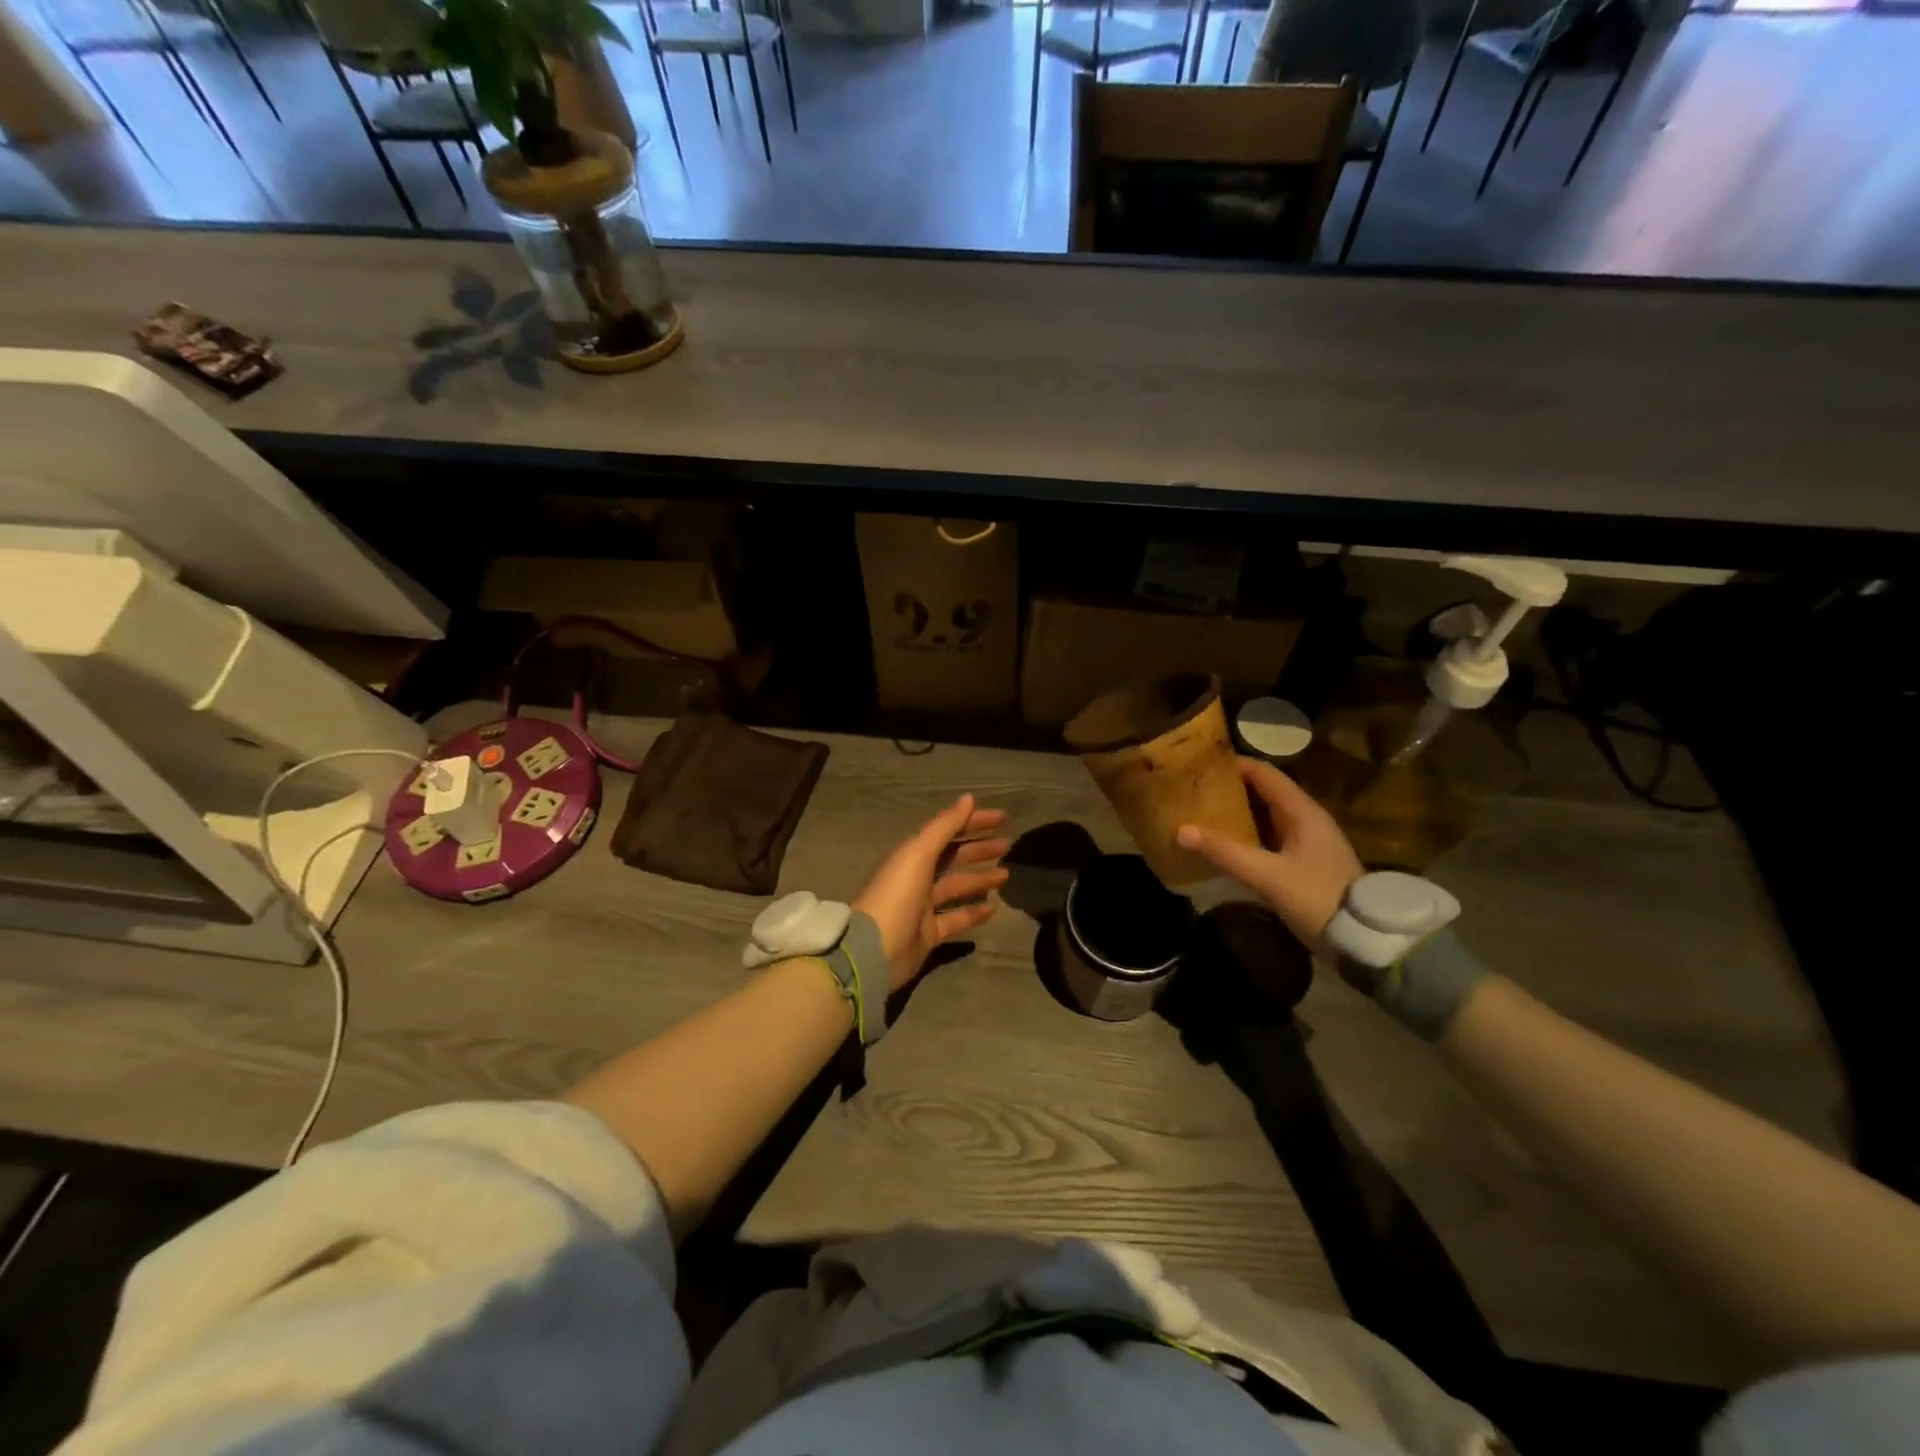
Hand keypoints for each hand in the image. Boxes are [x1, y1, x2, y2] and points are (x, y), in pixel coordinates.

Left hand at [853, 794, 1009, 992]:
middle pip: (953, 857)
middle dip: (979, 849)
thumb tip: (968, 798)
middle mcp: (917, 877)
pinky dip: (973, 913)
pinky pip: (956, 919)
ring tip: (1006, 875)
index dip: (973, 822)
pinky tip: (994, 909)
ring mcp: (923, 906)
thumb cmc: (897, 895)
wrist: (874, 950)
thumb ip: (944, 826)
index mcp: (912, 855)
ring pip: (956, 887)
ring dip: (980, 879)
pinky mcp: (929, 933)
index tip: (1002, 818)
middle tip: (1007, 845)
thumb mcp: (919, 854)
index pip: (947, 831)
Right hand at [1176, 758, 1363, 955]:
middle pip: (1263, 791)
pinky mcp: (1304, 862)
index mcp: (1302, 811)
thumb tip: (1180, 830)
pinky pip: (1269, 836)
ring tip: (1201, 812)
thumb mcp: (1267, 875)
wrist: (1364, 939)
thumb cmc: (1318, 898)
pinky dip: (1246, 834)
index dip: (1233, 765)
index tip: (1199, 765)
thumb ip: (1225, 852)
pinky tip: (1224, 843)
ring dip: (1237, 812)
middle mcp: (1306, 818)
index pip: (1264, 773)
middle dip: (1230, 788)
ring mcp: (1307, 841)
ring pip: (1265, 815)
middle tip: (1193, 789)